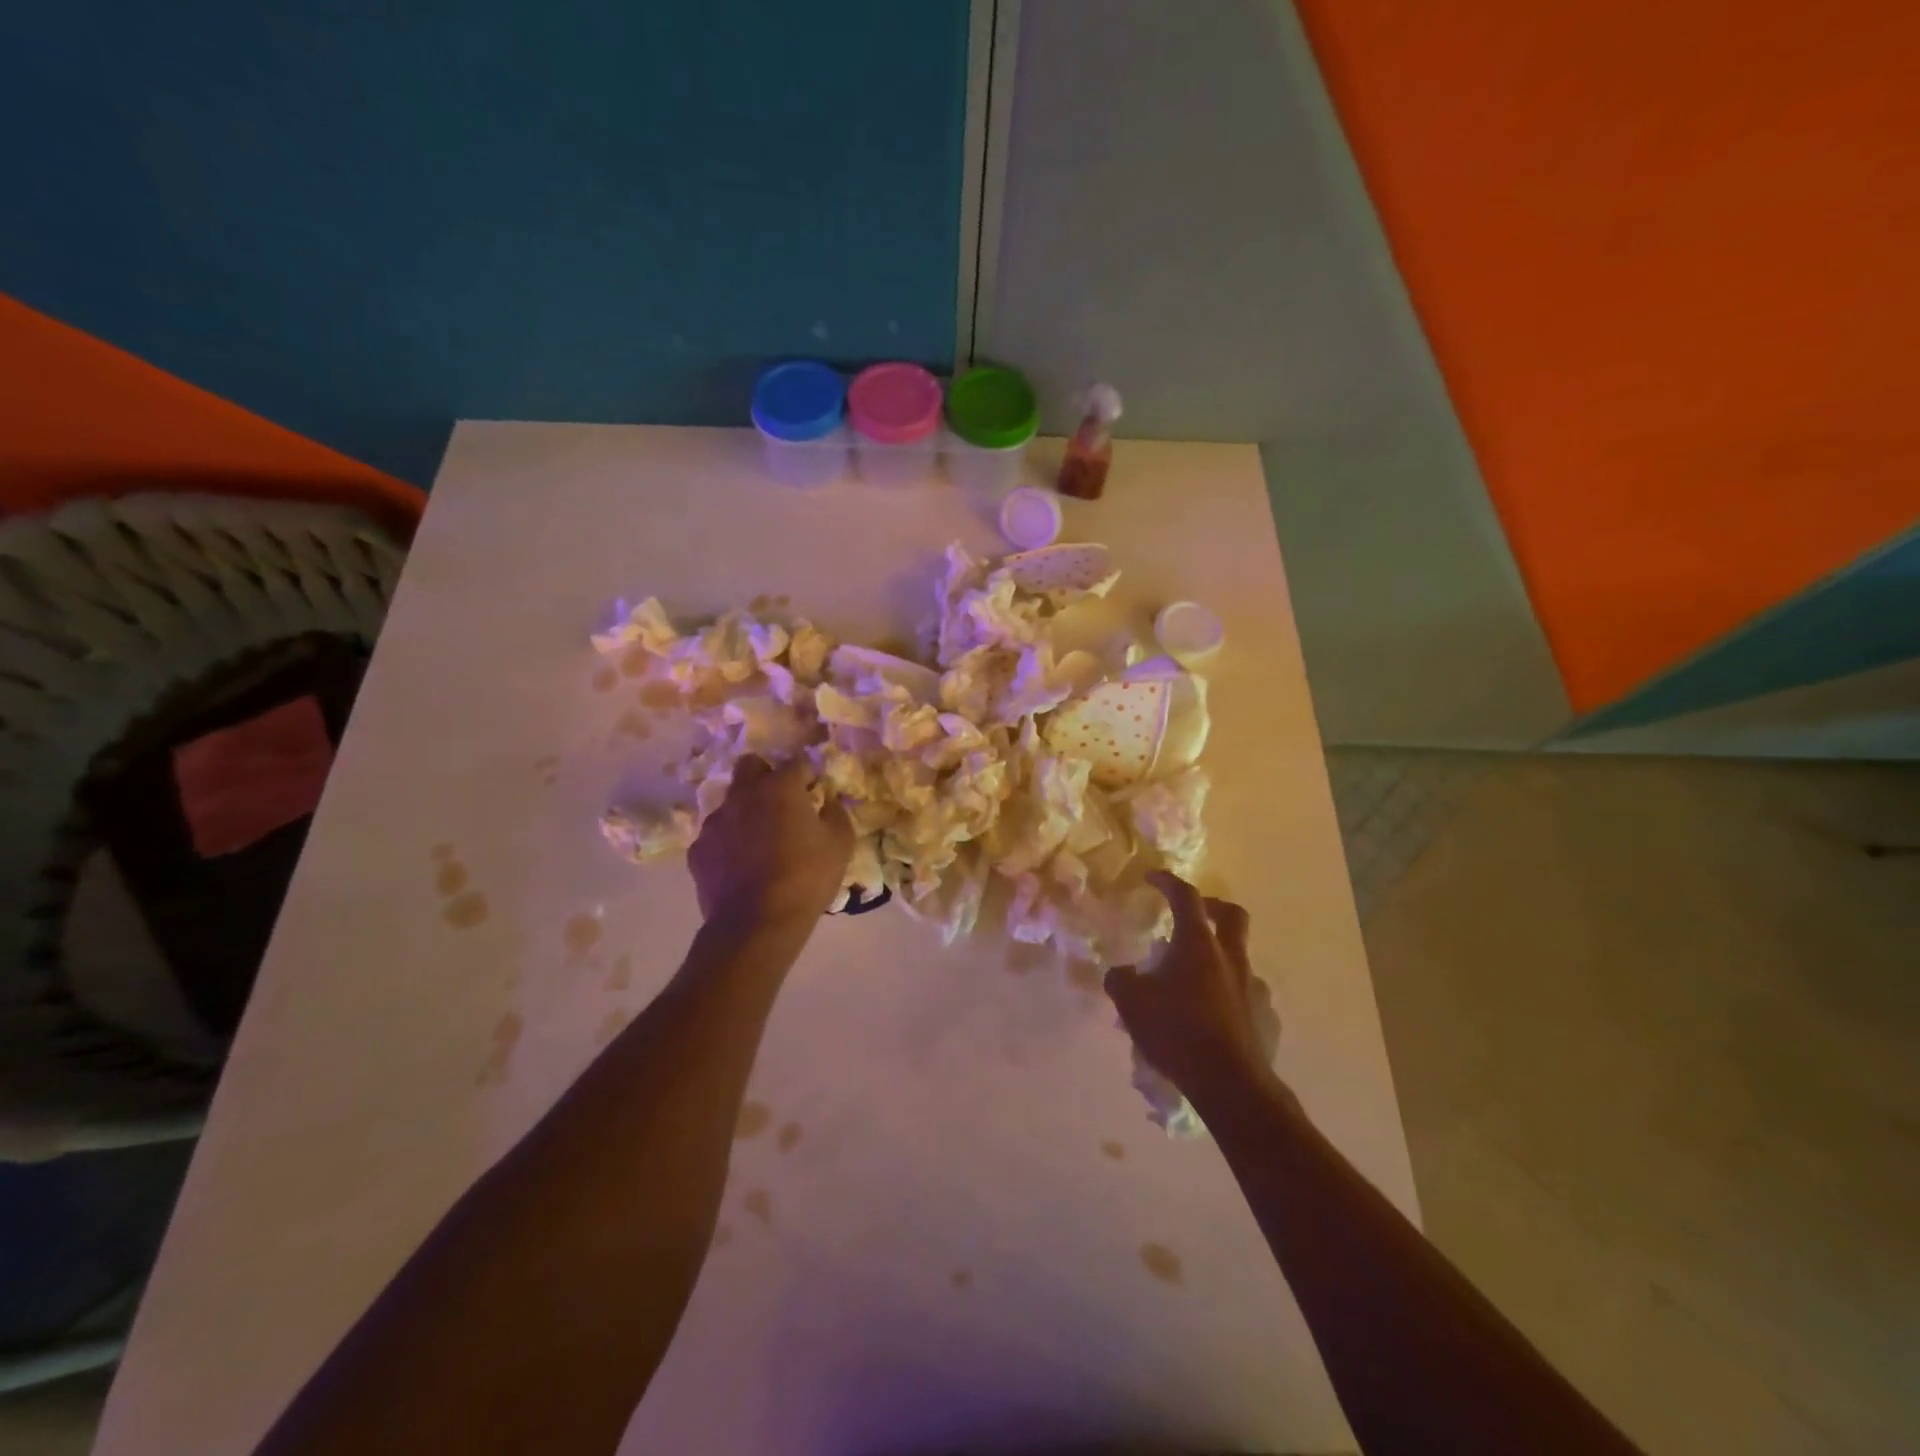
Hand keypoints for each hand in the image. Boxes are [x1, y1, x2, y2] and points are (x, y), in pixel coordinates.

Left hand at [688, 757, 852, 930]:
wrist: (755, 925)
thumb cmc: (806, 879)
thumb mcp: (840, 844)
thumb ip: (836, 813)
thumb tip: (828, 801)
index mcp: (780, 787)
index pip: (796, 762)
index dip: (808, 775)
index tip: (814, 793)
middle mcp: (743, 795)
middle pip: (750, 765)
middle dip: (765, 775)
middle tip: (781, 803)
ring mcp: (715, 822)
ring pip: (730, 802)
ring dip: (745, 811)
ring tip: (759, 841)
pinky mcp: (697, 850)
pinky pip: (715, 835)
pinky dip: (728, 842)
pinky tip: (740, 866)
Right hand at [1106, 872, 1282, 1107]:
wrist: (1231, 1085)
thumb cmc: (1177, 1032)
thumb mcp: (1131, 1003)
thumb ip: (1121, 980)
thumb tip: (1121, 973)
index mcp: (1198, 945)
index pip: (1185, 897)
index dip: (1168, 882)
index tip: (1152, 878)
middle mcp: (1231, 958)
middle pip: (1232, 915)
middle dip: (1212, 906)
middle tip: (1193, 913)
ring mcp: (1254, 988)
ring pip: (1240, 958)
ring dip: (1219, 958)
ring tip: (1195, 981)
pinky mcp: (1266, 1018)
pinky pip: (1247, 995)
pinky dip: (1230, 995)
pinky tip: (1214, 1017)